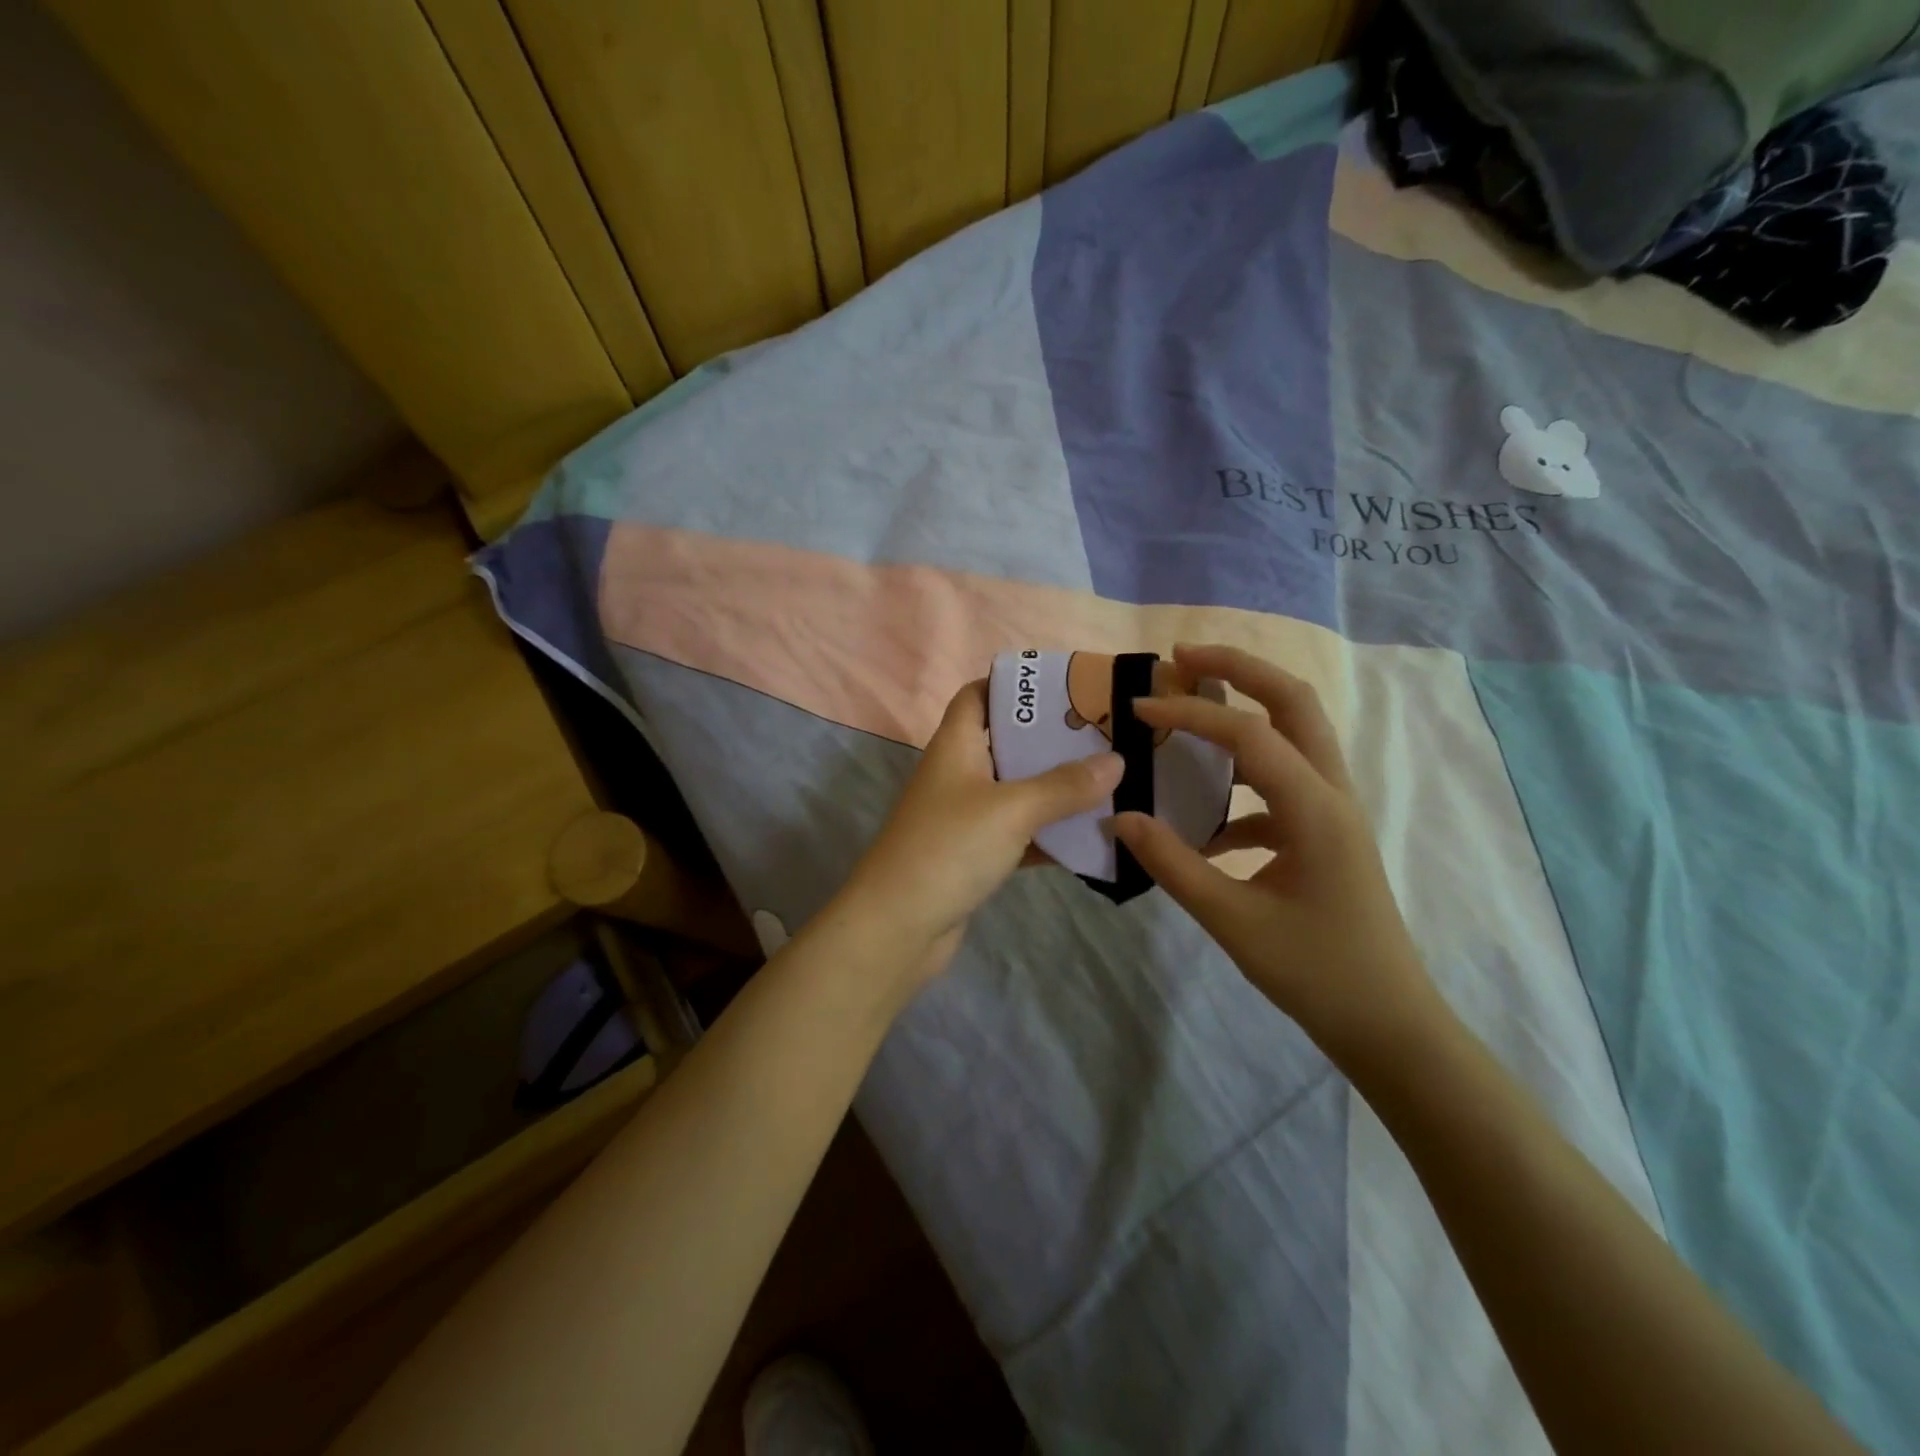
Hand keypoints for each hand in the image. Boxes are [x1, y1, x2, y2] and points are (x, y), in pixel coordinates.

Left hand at [843, 680, 1122, 980]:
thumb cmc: (949, 848)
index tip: (1062, 687)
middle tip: (1103, 736)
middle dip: (1051, 739)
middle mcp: (958, 775)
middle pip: (1006, 742)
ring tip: (1110, 780)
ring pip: (1018, 791)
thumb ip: (1064, 785)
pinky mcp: (975, 856)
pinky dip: (1049, 834)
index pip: (977, 695)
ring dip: (1056, 789)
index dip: (1012, 684)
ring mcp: (965, 817)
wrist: (898, 927)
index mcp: (955, 746)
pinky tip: (1091, 835)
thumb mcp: (1012, 809)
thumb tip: (1116, 761)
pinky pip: (1020, 834)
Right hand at [1111, 644, 1443, 1065]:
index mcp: (1315, 808)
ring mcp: (1333, 811)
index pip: (1248, 735)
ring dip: (1245, 710)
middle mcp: (1332, 793)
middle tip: (1182, 656)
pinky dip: (1242, 781)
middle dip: (1239, 668)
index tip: (1138, 709)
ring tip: (1191, 706)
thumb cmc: (1316, 972)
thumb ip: (1172, 863)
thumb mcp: (1232, 921)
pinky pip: (1282, 784)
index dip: (1189, 714)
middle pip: (1293, 702)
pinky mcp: (1325, 834)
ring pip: (1294, 734)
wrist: (1388, 1025)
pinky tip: (1206, 822)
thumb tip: (1120, 817)